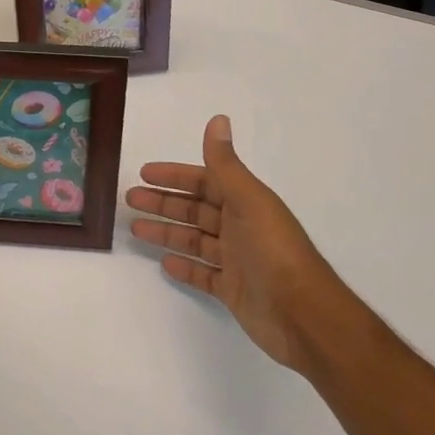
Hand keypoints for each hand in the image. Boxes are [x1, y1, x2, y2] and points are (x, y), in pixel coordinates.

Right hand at [128, 115, 341, 370]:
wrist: (304, 316)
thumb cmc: (274, 251)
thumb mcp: (248, 200)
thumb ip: (226, 163)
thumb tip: (218, 118)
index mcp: (245, 202)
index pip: (203, 181)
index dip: (175, 176)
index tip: (144, 173)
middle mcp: (240, 226)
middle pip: (194, 209)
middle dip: (163, 202)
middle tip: (130, 199)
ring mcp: (236, 260)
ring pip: (194, 240)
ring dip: (166, 232)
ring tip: (135, 228)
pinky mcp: (233, 290)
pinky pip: (203, 274)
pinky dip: (185, 267)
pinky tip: (164, 263)